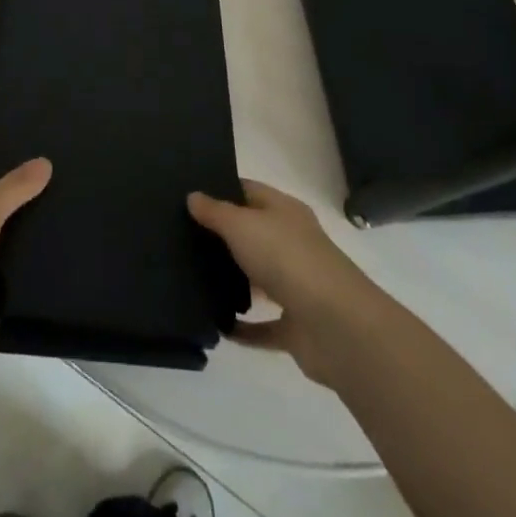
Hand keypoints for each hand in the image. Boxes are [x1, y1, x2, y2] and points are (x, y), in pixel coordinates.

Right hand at [188, 179, 380, 385]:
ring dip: (233, 281)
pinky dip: (243, 327)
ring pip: (258, 278)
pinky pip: (263, 325)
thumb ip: (215, 211)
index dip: (221, 189)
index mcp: (285, 212)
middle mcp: (292, 244)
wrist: (336, 327)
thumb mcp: (241, 224)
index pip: (249, 191)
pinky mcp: (296, 327)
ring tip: (190, 278)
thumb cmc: (286, 259)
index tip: (188, 195)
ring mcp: (297, 286)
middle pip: (253, 234)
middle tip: (179, 236)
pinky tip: (215, 325)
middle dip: (222, 236)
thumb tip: (193, 196)